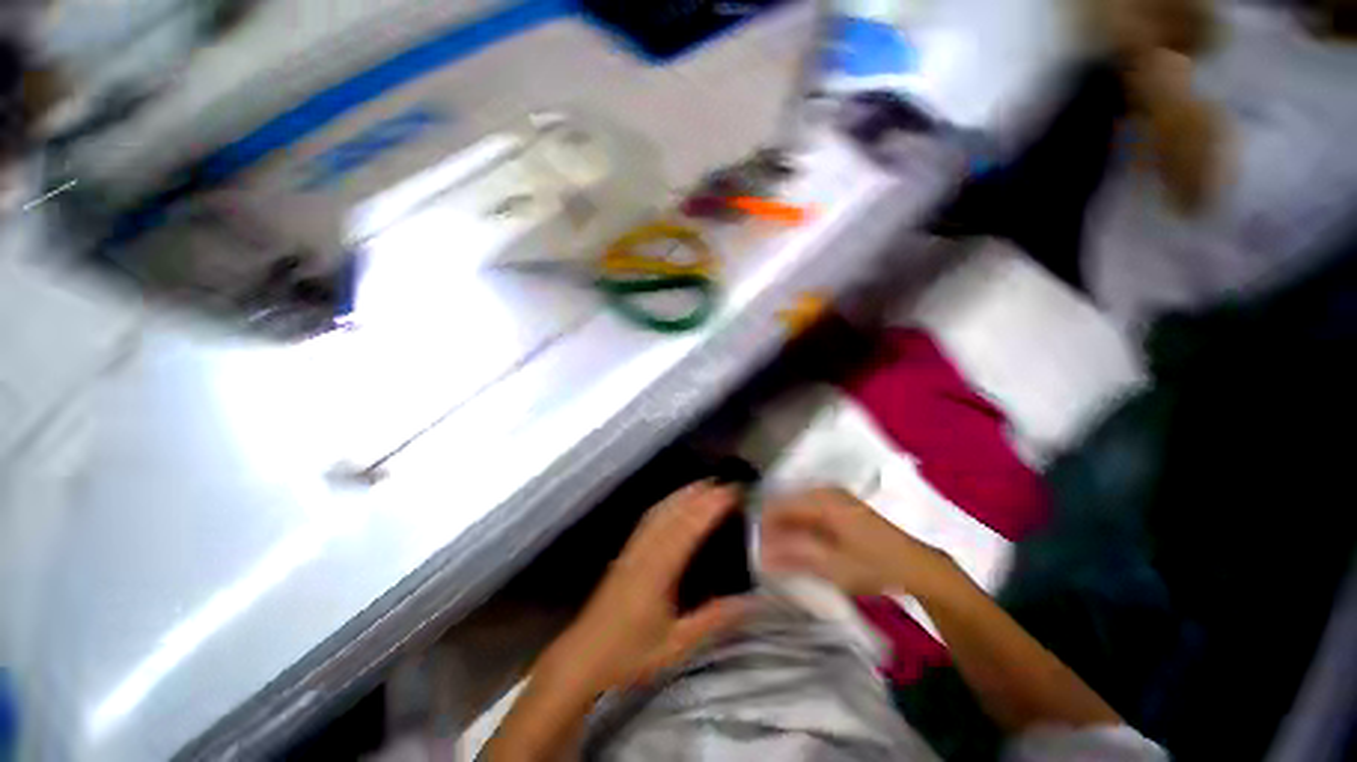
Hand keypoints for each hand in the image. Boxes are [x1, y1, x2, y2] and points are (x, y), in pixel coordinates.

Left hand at [541, 482, 754, 693]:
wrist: (583, 656)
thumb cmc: (630, 654)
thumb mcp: (677, 644)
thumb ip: (715, 619)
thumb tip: (753, 601)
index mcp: (658, 570)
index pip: (688, 528)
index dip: (710, 506)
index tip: (732, 493)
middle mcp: (645, 550)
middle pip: (674, 512)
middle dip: (700, 494)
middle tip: (726, 484)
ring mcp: (633, 547)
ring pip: (660, 510)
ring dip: (684, 494)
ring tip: (706, 485)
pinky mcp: (626, 551)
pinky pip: (649, 517)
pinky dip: (667, 503)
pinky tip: (675, 501)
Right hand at [759, 487, 954, 598]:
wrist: (917, 567)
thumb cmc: (874, 566)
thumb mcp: (831, 566)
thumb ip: (793, 555)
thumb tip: (761, 553)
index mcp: (821, 500)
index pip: (779, 504)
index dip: (764, 525)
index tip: (755, 547)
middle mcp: (824, 491)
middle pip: (787, 504)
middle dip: (775, 528)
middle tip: (767, 554)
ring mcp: (834, 496)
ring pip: (797, 508)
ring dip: (788, 529)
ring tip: (782, 553)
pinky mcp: (841, 506)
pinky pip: (810, 511)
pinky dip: (801, 527)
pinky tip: (801, 546)